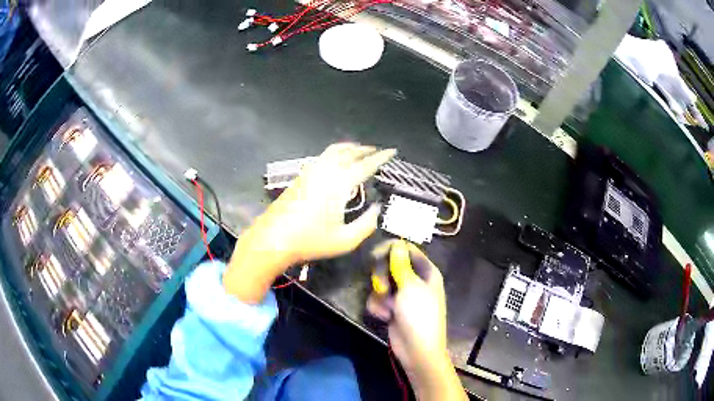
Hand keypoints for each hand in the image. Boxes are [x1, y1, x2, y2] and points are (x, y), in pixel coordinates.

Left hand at [224, 143, 395, 302]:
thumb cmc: (310, 241)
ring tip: (358, 151)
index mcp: (340, 183)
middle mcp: (326, 171)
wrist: (273, 238)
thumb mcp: (345, 240)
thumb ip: (366, 224)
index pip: (366, 164)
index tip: (392, 151)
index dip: (381, 157)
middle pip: (349, 152)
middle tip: (377, 150)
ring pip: (333, 150)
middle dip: (365, 149)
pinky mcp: (300, 176)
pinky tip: (336, 163)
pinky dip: (335, 153)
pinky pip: (322, 156)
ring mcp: (310, 171)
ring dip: (349, 148)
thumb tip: (377, 209)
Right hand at [367, 243, 466, 400]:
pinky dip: (379, 307)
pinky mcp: (392, 308)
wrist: (417, 349)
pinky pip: (378, 299)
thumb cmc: (419, 315)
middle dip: (382, 276)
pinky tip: (385, 316)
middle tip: (382, 287)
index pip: (406, 249)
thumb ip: (400, 264)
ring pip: (381, 283)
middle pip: (390, 265)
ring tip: (388, 307)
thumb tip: (397, 243)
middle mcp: (414, 280)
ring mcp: (402, 295)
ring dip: (380, 295)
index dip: (390, 250)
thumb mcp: (410, 287)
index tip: (374, 255)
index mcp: (426, 271)